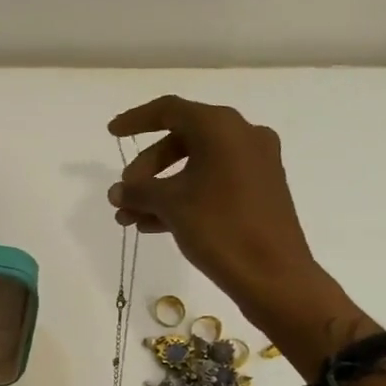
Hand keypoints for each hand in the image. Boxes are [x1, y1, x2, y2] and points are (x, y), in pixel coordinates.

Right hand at [107, 96, 337, 330]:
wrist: (273, 274)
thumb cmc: (220, 228)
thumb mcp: (171, 205)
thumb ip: (139, 191)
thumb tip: (117, 191)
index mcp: (221, 127)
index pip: (169, 110)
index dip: (136, 120)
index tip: (112, 133)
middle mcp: (242, 136)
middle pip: (182, 140)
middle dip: (147, 168)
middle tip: (126, 193)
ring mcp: (255, 164)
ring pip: (196, 166)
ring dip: (160, 189)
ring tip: (130, 218)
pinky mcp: (260, 191)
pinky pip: (213, 183)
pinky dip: (184, 197)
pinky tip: (154, 225)